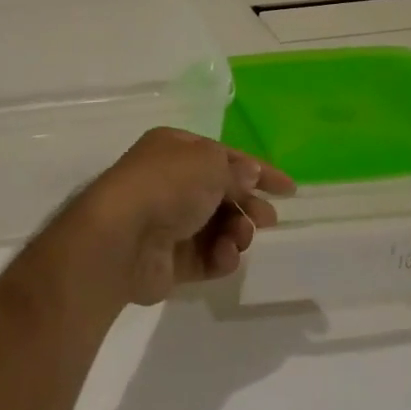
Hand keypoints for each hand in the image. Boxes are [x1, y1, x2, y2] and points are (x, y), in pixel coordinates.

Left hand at [69, 127, 293, 306]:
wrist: (121, 237)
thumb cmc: (167, 186)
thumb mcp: (209, 163)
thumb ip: (235, 171)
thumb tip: (249, 175)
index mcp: (175, 149)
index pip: (225, 156)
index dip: (258, 170)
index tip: (289, 190)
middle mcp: (170, 182)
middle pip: (221, 193)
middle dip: (248, 205)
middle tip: (267, 219)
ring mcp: (168, 222)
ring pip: (217, 227)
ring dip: (236, 232)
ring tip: (239, 238)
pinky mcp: (168, 260)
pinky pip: (205, 257)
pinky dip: (220, 257)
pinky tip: (224, 257)